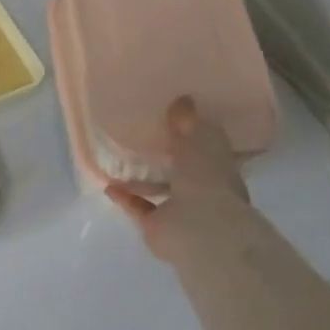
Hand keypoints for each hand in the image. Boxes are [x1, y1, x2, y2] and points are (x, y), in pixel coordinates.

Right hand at [105, 96, 252, 266]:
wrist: (200, 229)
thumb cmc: (207, 178)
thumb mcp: (200, 137)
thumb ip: (188, 120)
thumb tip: (182, 99)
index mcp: (220, 169)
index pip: (207, 148)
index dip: (191, 134)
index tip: (173, 120)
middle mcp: (204, 191)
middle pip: (183, 171)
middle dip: (166, 157)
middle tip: (142, 139)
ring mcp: (181, 212)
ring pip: (161, 191)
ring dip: (142, 179)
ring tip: (119, 161)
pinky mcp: (158, 227)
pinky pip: (139, 208)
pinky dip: (126, 197)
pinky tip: (109, 185)